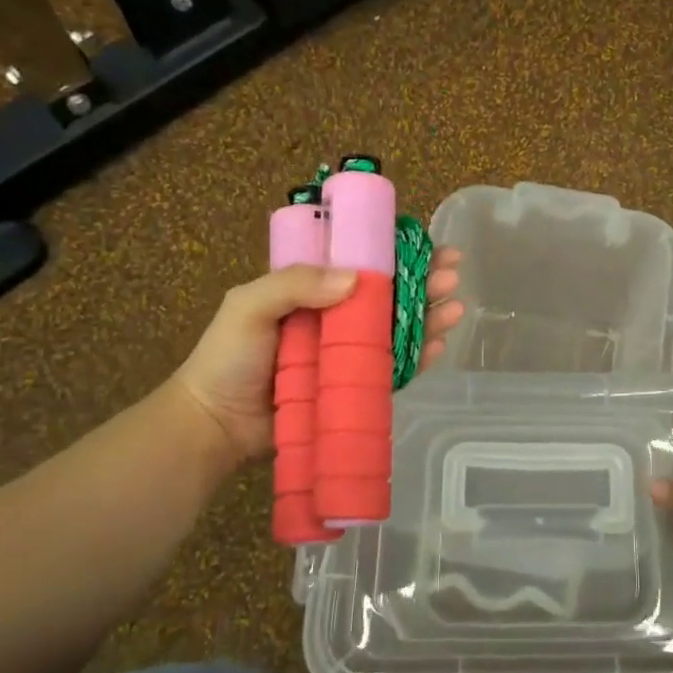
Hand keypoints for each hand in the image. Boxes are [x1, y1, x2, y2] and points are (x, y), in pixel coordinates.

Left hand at [172, 247, 464, 468]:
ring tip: (456, 307)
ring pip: (399, 329)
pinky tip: (440, 345)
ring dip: (430, 316)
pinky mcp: (357, 388)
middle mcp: (337, 318)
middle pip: (390, 295)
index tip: (427, 245)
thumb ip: (295, 284)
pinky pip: (395, 369)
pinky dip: (420, 356)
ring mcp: (349, 355)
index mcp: (313, 290)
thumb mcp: (249, 306)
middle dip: (425, 282)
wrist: (216, 426)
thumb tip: (357, 278)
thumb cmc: (227, 359)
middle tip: (453, 275)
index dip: (397, 253)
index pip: (362, 263)